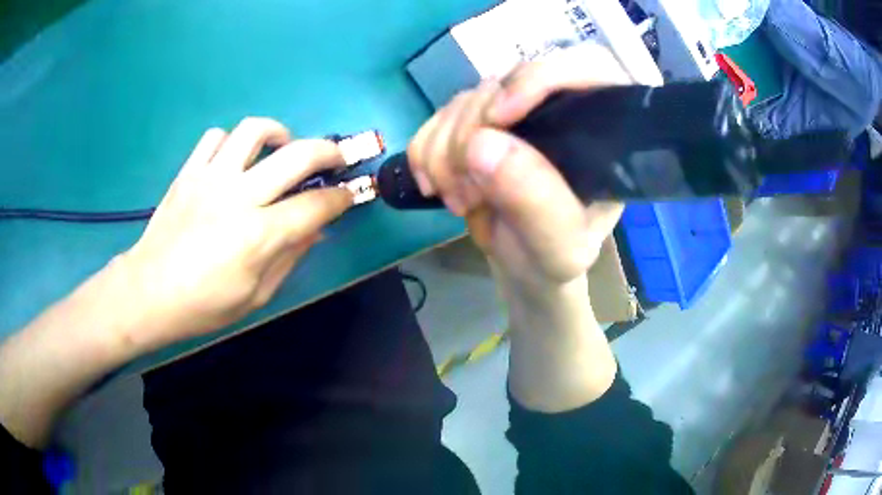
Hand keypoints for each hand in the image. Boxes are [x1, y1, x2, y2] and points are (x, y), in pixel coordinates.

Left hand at [122, 118, 352, 346]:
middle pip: (297, 155)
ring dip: (278, 133)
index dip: (340, 199)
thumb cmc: (203, 305)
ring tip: (282, 147)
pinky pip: (215, 137)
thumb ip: (289, 258)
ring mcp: (210, 178)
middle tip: (335, 159)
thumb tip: (316, 231)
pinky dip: (232, 142)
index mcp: (258, 235)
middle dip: (329, 152)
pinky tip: (234, 159)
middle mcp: (239, 196)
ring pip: (254, 131)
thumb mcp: (256, 296)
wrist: (149, 292)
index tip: (349, 196)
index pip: (315, 206)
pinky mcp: (189, 172)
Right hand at [407, 45, 629, 296]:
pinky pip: (437, 117)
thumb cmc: (555, 256)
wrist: (523, 264)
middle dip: (472, 136)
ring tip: (460, 200)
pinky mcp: (476, 122)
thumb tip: (482, 144)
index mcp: (601, 129)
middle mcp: (557, 108)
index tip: (498, 119)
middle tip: (468, 193)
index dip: (538, 79)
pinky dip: (425, 151)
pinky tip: (435, 186)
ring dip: (445, 153)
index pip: (584, 67)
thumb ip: (537, 202)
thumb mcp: (560, 246)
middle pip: (507, 81)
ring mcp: (512, 111)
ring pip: (465, 99)